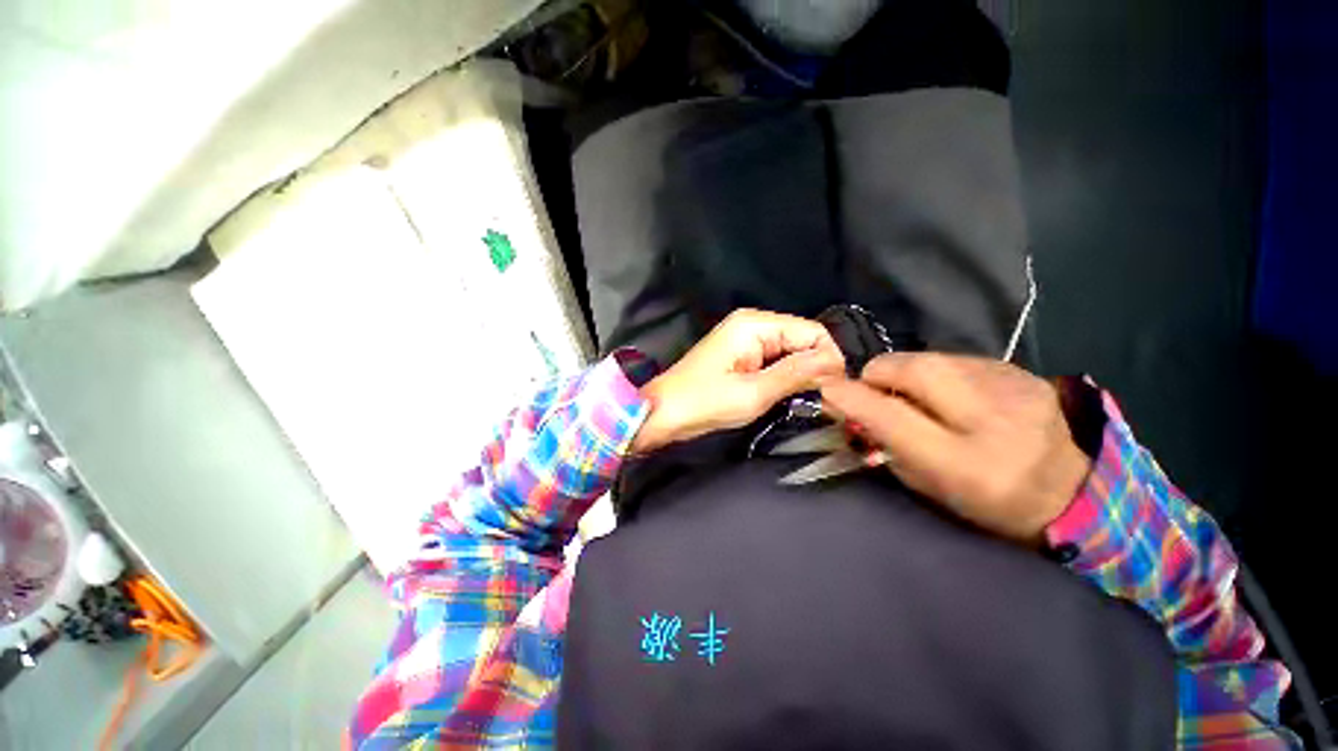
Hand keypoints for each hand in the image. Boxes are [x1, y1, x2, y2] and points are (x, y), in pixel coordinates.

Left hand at [632, 309, 845, 452]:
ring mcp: (744, 339)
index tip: (838, 391)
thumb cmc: (704, 403)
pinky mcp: (739, 356)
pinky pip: (773, 361)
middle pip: (802, 340)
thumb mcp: (754, 392)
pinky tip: (787, 396)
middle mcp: (752, 324)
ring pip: (789, 352)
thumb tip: (838, 362)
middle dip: (816, 368)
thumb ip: (797, 373)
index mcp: (755, 324)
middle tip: (826, 401)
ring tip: (809, 402)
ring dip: (801, 375)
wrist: (661, 414)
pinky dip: (784, 377)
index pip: (812, 331)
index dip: (829, 358)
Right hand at [820, 353, 1091, 542]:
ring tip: (913, 394)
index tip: (826, 390)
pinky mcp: (1022, 372)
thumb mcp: (926, 486)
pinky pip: (957, 358)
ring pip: (933, 357)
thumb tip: (849, 406)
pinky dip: (938, 371)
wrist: (1070, 495)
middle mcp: (992, 418)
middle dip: (879, 373)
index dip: (850, 397)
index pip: (890, 415)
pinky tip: (949, 393)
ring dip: (908, 372)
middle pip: (913, 369)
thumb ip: (884, 443)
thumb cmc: (985, 503)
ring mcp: (1013, 388)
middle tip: (873, 389)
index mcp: (964, 462)